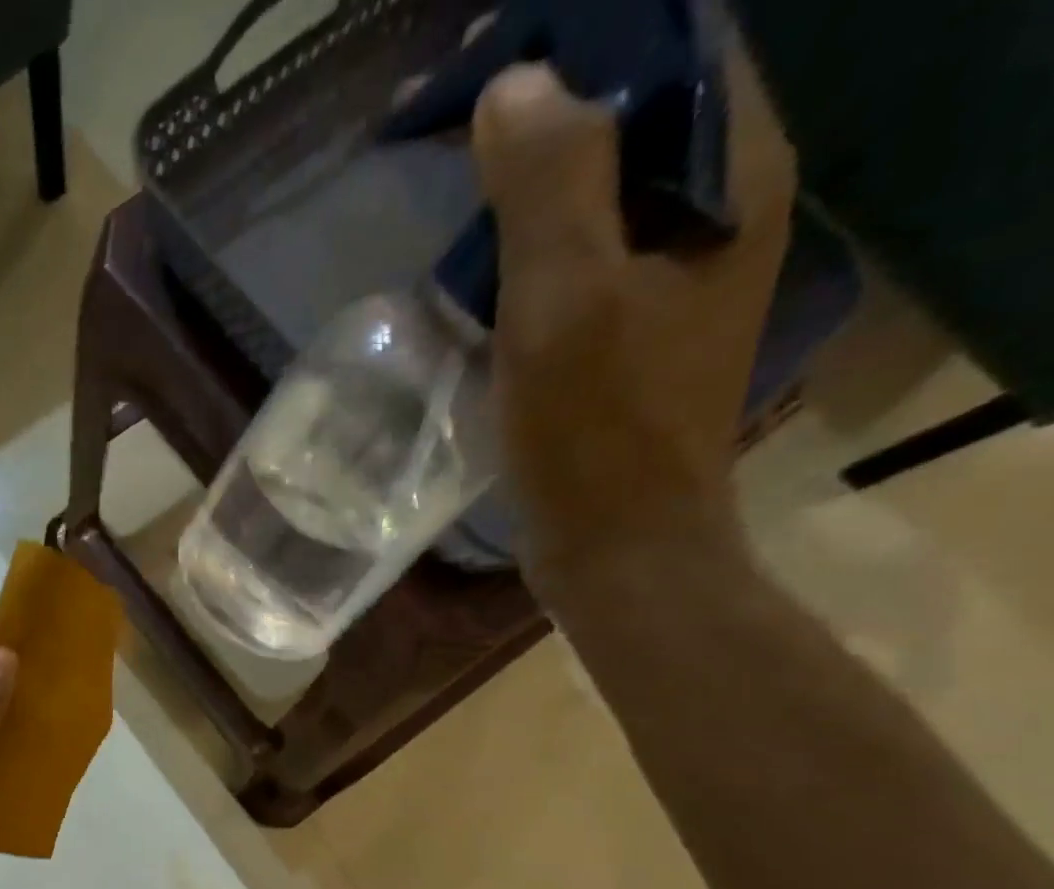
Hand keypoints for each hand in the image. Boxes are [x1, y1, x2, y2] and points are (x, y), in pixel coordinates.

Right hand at [472, 50, 796, 593]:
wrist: (619, 548)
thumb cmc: (594, 436)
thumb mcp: (567, 304)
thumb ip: (551, 184)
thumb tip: (516, 84)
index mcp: (728, 181)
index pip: (669, 48)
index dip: (578, 39)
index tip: (481, 67)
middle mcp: (718, 211)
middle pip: (632, 115)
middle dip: (541, 108)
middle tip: (450, 124)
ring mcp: (675, 276)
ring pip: (601, 188)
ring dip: (527, 180)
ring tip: (453, 192)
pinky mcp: (631, 330)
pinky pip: (581, 254)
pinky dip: (528, 245)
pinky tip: (478, 268)